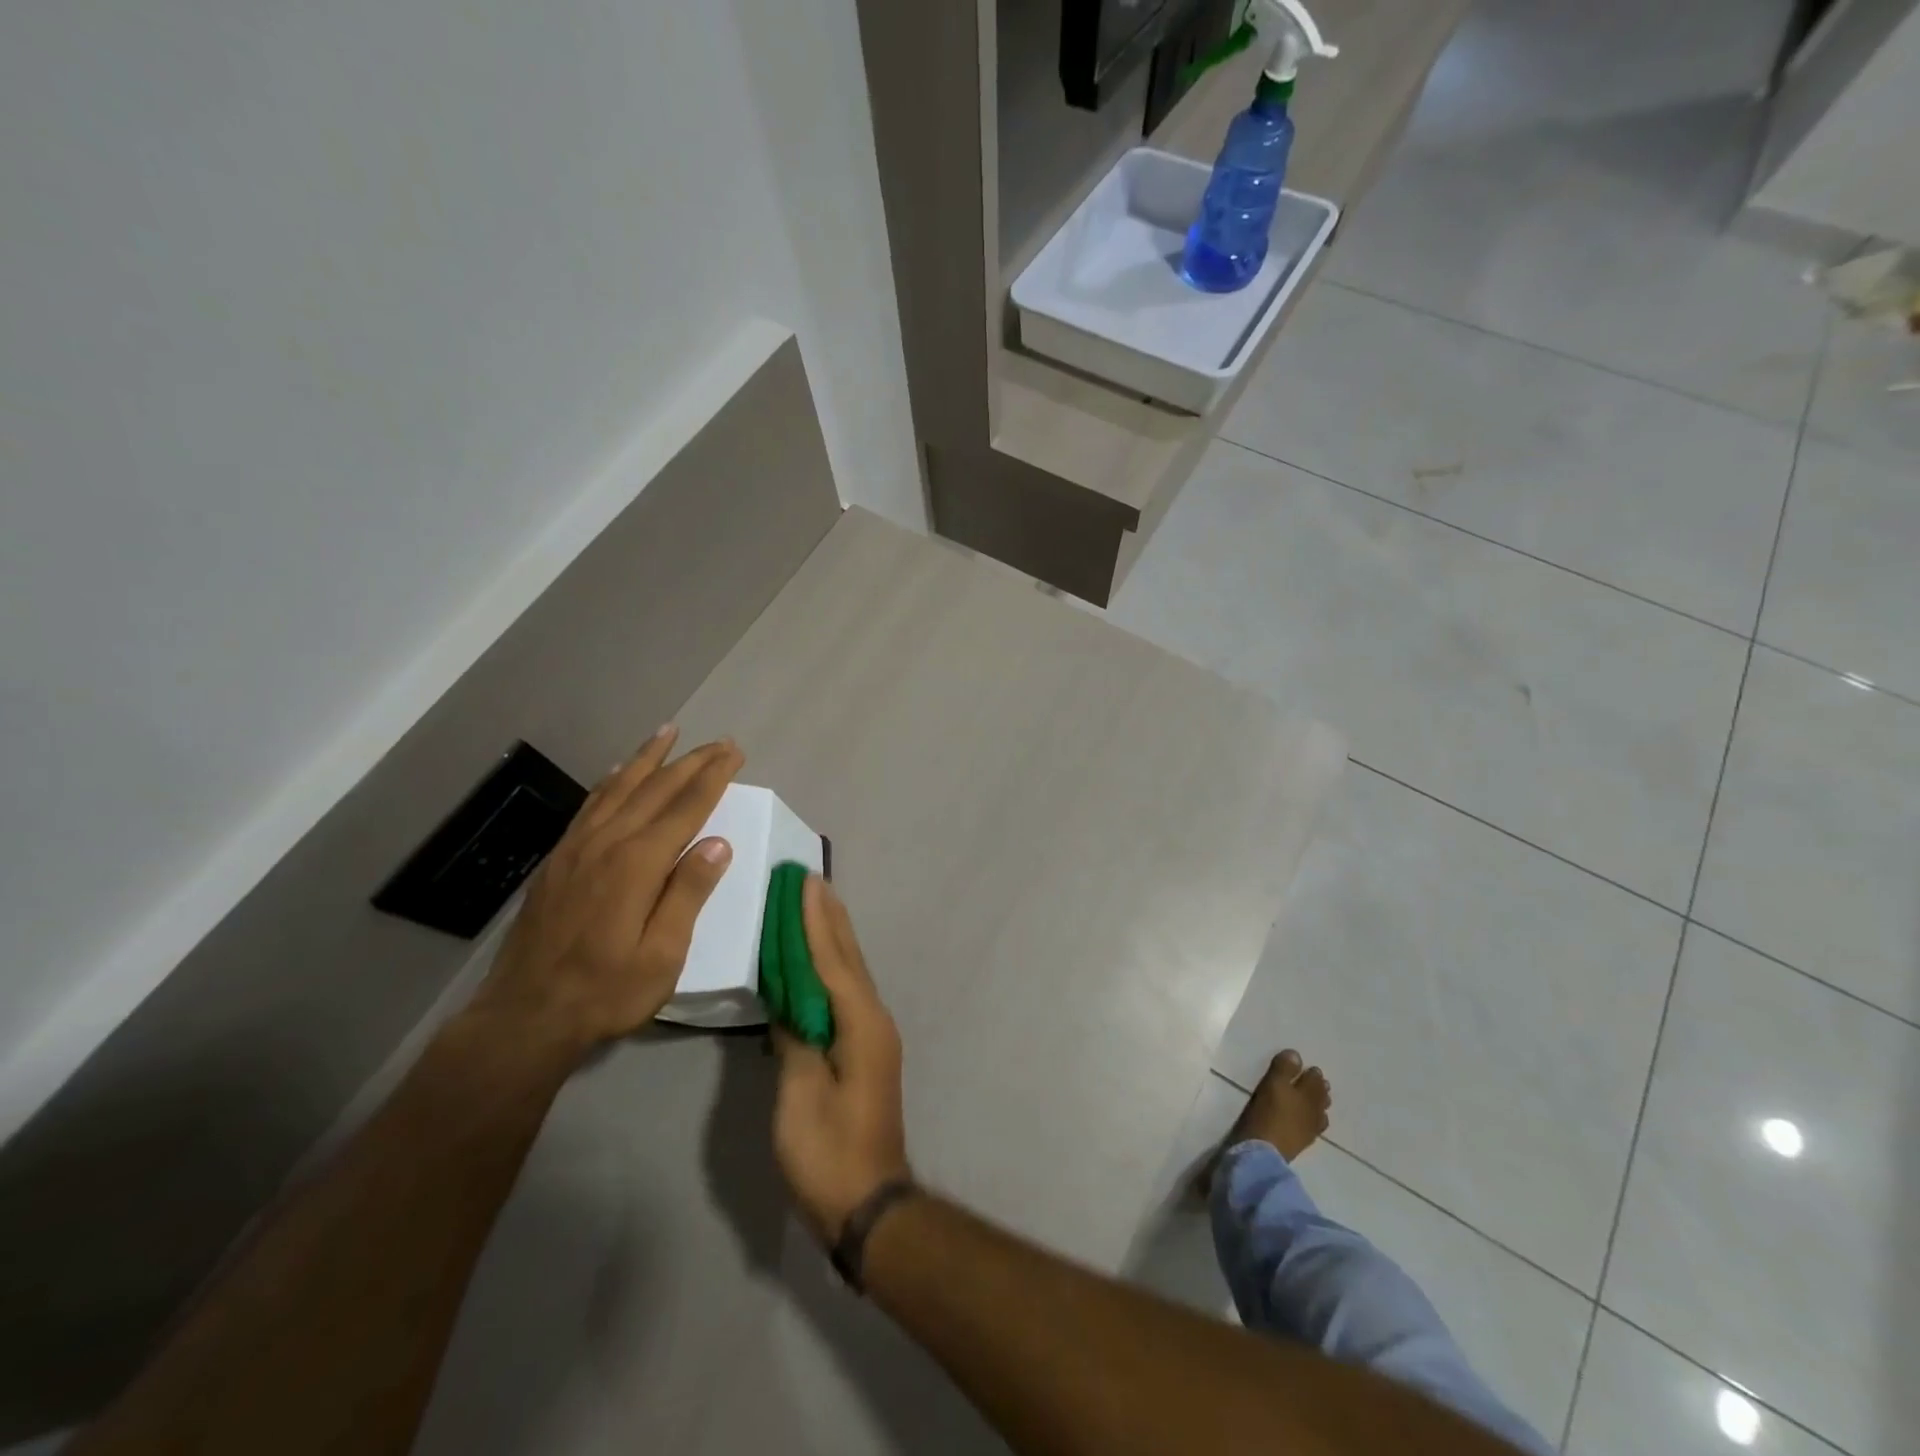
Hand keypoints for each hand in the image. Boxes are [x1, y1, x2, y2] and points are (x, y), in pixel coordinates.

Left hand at [474, 726, 742, 1049]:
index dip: (713, 777)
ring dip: (648, 758)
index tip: (734, 753)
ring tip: (668, 732)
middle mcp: (606, 843)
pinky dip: (611, 781)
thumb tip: (718, 843)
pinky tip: (618, 773)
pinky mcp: (558, 860)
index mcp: (637, 864)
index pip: (685, 808)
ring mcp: (576, 848)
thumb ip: (688, 894)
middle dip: (690, 761)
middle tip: (718, 741)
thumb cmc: (605, 991)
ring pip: (618, 788)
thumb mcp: (662, 955)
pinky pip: (590, 805)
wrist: (524, 1016)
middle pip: (655, 789)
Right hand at [772, 876, 911, 1242]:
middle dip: (829, 918)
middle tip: (811, 879)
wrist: (868, 1202)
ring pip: (850, 972)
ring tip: (817, 903)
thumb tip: (789, 1001)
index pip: (833, 960)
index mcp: (860, 1023)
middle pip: (848, 957)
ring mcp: (873, 1033)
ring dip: (832, 936)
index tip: (805, 882)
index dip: (816, 921)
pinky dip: (831, 966)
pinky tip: (819, 960)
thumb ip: (795, 1039)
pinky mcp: (865, 1048)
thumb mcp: (800, 1095)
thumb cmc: (828, 1151)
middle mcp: (873, 1018)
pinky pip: (846, 992)